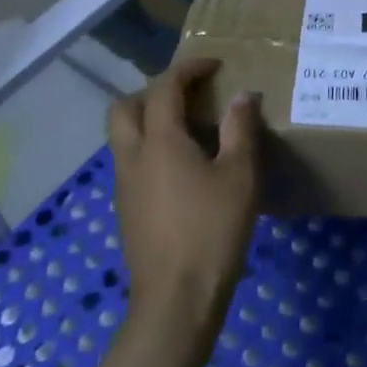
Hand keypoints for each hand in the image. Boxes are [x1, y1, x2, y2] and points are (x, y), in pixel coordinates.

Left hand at [107, 58, 260, 339]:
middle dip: (153, 91)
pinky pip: (131, 162)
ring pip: (124, 136)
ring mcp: (124, 186)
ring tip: (189, 129)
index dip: (188, 69)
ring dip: (149, 120)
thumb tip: (242, 95)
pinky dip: (150, 148)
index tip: (214, 65)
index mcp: (160, 141)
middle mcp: (133, 156)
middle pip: (125, 107)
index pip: (164, 88)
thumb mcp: (240, 175)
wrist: (176, 301)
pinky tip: (182, 169)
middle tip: (188, 95)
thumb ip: (240, 129)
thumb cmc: (212, 231)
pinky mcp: (126, 211)